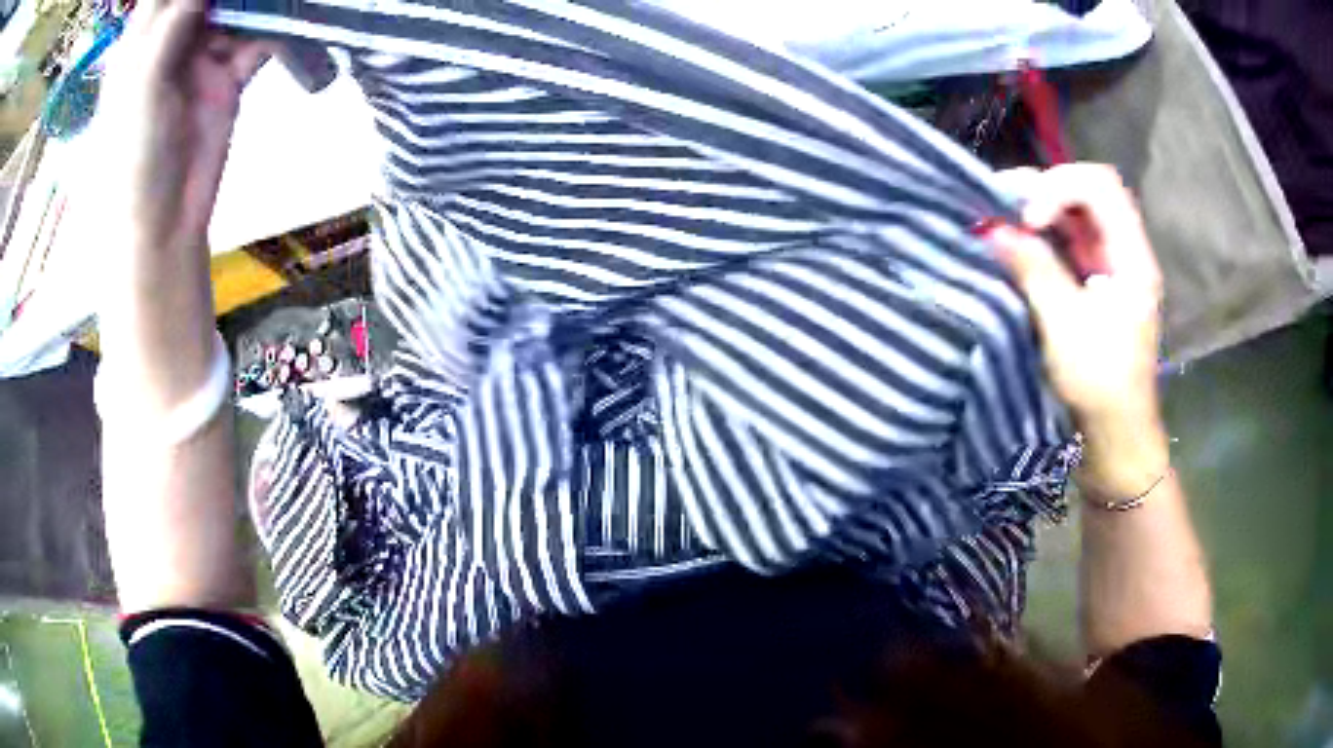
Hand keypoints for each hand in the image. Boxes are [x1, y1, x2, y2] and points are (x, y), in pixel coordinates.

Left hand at [96, 0, 268, 250]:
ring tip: (278, 1)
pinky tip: (289, 23)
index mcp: (140, 43)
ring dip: (258, 1)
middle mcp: (171, 41)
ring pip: (236, 7)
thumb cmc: (132, 162)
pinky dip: (277, 29)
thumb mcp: (142, 89)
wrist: (162, 225)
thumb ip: (170, 28)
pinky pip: (257, 40)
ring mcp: (201, 56)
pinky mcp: (228, 76)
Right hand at [988, 164, 1167, 496]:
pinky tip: (1014, 244)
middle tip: (1000, 205)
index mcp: (1132, 257)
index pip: (1099, 186)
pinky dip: (1039, 237)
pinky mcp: (1093, 286)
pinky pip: (1066, 243)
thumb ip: (1034, 269)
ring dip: (1036, 211)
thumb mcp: (1066, 326)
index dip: (1059, 186)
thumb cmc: (1101, 386)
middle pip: (1086, 192)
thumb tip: (992, 228)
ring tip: (999, 220)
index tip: (1027, 220)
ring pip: (1074, 216)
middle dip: (1042, 190)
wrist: (1116, 439)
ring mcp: (1109, 268)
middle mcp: (1123, 252)